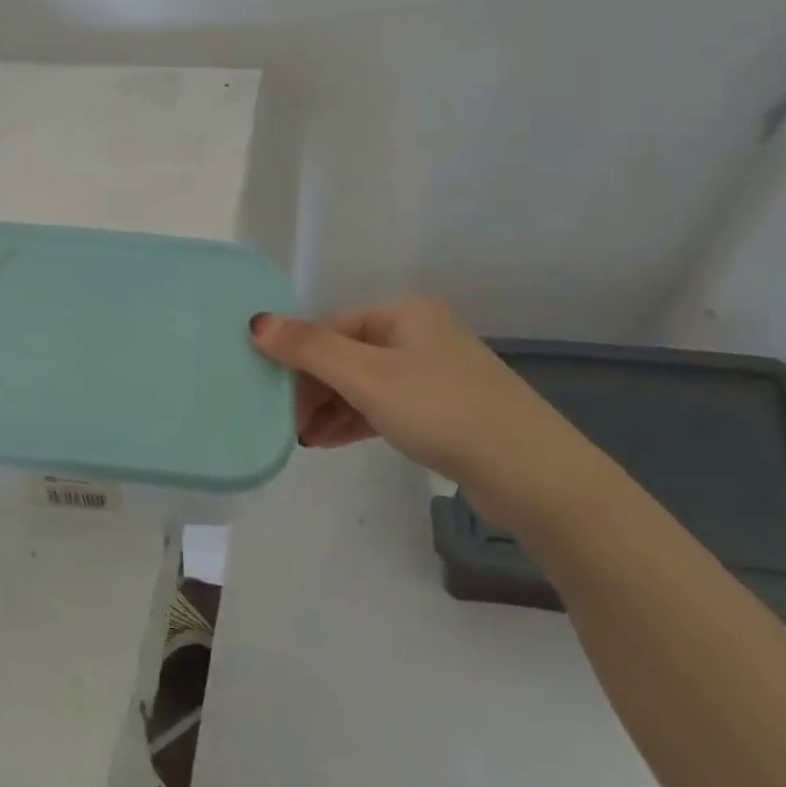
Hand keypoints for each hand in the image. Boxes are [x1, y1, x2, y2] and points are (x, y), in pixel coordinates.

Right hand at [250, 300, 605, 530]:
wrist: (530, 473)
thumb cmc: (441, 410)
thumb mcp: (367, 377)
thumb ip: (309, 349)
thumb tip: (256, 322)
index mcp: (404, 313)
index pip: (331, 327)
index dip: (297, 357)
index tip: (270, 393)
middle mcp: (419, 335)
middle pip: (346, 354)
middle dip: (312, 387)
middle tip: (284, 421)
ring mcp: (434, 373)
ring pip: (364, 383)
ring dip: (329, 407)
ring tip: (301, 437)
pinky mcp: (443, 410)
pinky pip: (384, 406)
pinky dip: (355, 419)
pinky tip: (330, 440)